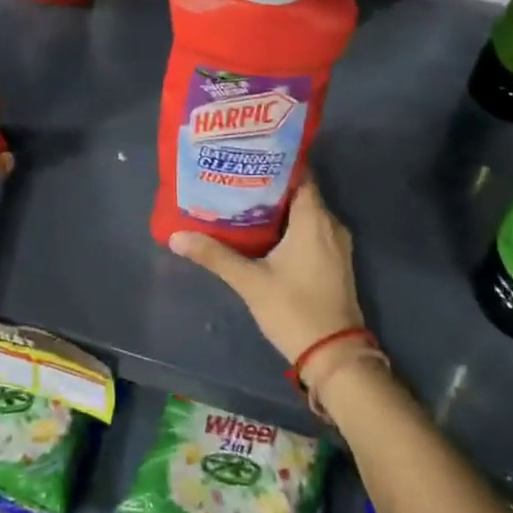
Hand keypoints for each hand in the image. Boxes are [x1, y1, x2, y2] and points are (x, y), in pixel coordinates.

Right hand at [168, 176, 361, 363]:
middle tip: (235, 177)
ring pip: (305, 213)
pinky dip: (289, 226)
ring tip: (242, 200)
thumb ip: (215, 256)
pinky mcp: (334, 262)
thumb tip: (176, 236)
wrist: (335, 356)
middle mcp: (330, 224)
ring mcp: (336, 244)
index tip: (247, 155)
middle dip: (269, 184)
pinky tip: (262, 232)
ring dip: (278, 207)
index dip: (274, 162)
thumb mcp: (250, 282)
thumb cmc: (294, 310)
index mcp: (314, 219)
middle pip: (299, 191)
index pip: (299, 173)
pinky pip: (311, 230)